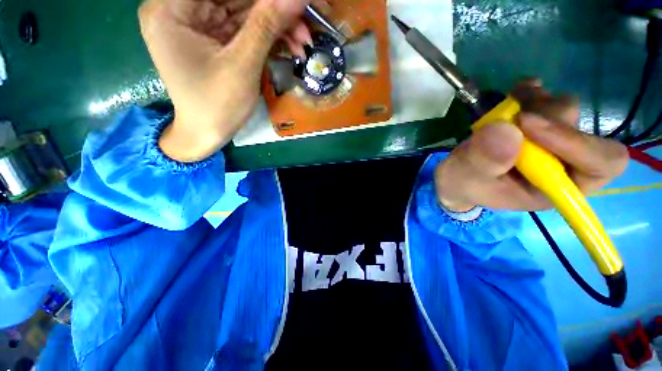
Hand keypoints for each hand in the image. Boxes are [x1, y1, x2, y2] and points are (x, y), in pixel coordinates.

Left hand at [139, 0, 313, 161]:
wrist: (207, 134)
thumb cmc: (217, 106)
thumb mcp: (242, 66)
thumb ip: (266, 26)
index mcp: (171, 8)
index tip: (293, 4)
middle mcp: (180, 8)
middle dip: (274, 11)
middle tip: (306, 24)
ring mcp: (198, 23)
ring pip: (244, 10)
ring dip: (277, 26)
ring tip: (303, 42)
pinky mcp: (213, 37)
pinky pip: (245, 27)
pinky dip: (269, 36)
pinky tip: (290, 46)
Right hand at [435, 80, 628, 211]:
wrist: (459, 176)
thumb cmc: (464, 184)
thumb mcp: (466, 179)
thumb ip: (483, 162)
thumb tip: (508, 130)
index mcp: (556, 187)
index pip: (600, 163)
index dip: (576, 141)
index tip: (527, 124)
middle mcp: (564, 163)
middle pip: (584, 129)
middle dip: (547, 118)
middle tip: (511, 116)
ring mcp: (552, 141)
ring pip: (566, 109)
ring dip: (536, 102)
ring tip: (506, 107)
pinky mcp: (537, 125)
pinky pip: (548, 99)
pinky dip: (532, 92)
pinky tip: (515, 94)